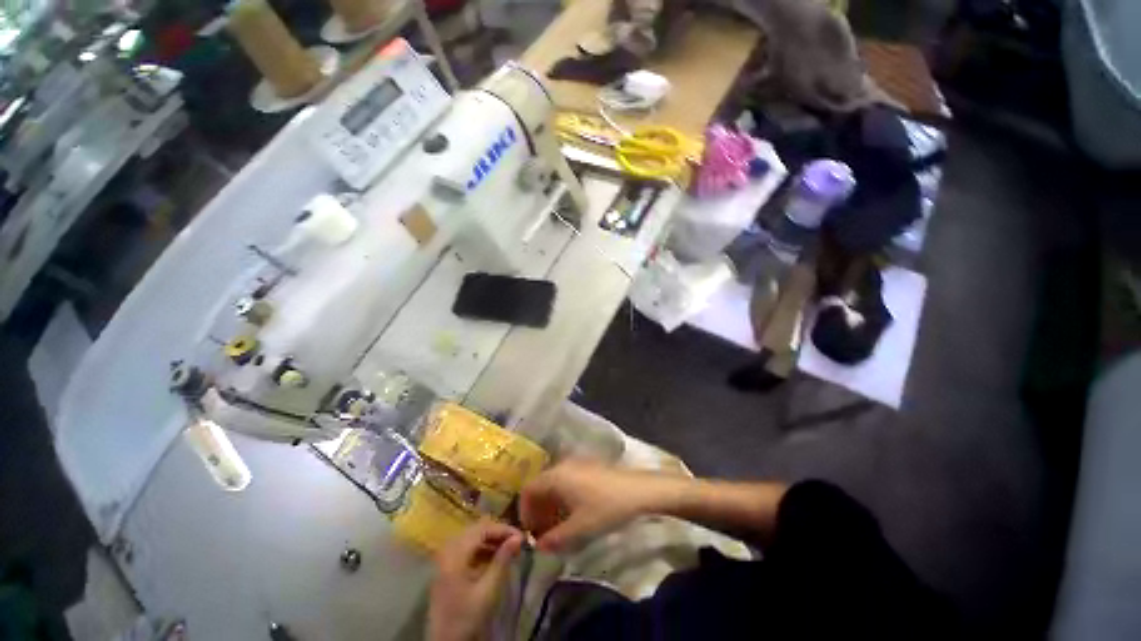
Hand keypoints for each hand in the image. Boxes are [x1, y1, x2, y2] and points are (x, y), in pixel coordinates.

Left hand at [428, 520, 523, 640]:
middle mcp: (448, 550)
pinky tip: (495, 557)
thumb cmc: (466, 617)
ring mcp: (446, 559)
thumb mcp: (488, 590)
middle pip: (476, 530)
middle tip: (516, 541)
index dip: (503, 529)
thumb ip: (502, 560)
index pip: (482, 528)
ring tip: (509, 548)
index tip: (521, 536)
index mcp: (455, 554)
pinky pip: (467, 548)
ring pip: (472, 538)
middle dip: (498, 533)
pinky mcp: (448, 567)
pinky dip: (482, 549)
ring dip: (491, 540)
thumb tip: (519, 537)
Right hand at [520, 459, 667, 552]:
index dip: (525, 511)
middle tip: (542, 531)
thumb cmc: (605, 507)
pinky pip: (566, 479)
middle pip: (540, 485)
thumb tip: (538, 547)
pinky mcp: (588, 465)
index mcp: (556, 476)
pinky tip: (573, 511)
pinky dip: (562, 496)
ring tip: (557, 525)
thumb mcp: (579, 529)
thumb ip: (555, 539)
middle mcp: (562, 465)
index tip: (530, 532)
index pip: (528, 490)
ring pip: (554, 482)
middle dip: (538, 509)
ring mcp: (576, 463)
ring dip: (550, 503)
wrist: (637, 490)